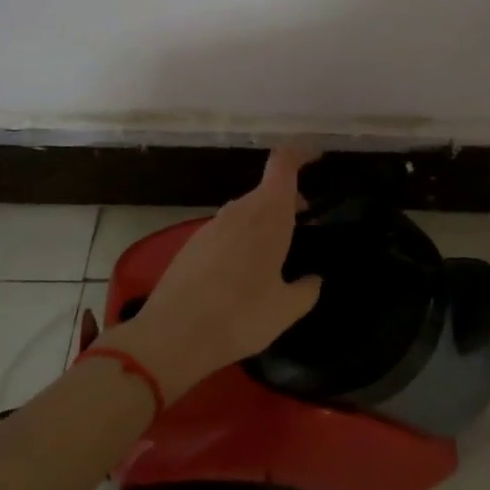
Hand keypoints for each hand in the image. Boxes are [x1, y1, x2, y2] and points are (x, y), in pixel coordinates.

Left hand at [102, 147, 323, 398]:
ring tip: (276, 257)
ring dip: (265, 223)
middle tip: (305, 230)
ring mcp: (212, 225)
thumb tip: (313, 280)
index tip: (317, 158)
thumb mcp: (286, 309)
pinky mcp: (192, 243)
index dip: (301, 154)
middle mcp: (239, 211)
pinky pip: (227, 230)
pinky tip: (243, 274)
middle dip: (289, 202)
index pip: (284, 164)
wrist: (172, 336)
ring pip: (247, 211)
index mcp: (268, 215)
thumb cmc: (240, 316)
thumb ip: (307, 289)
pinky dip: (243, 239)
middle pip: (267, 190)